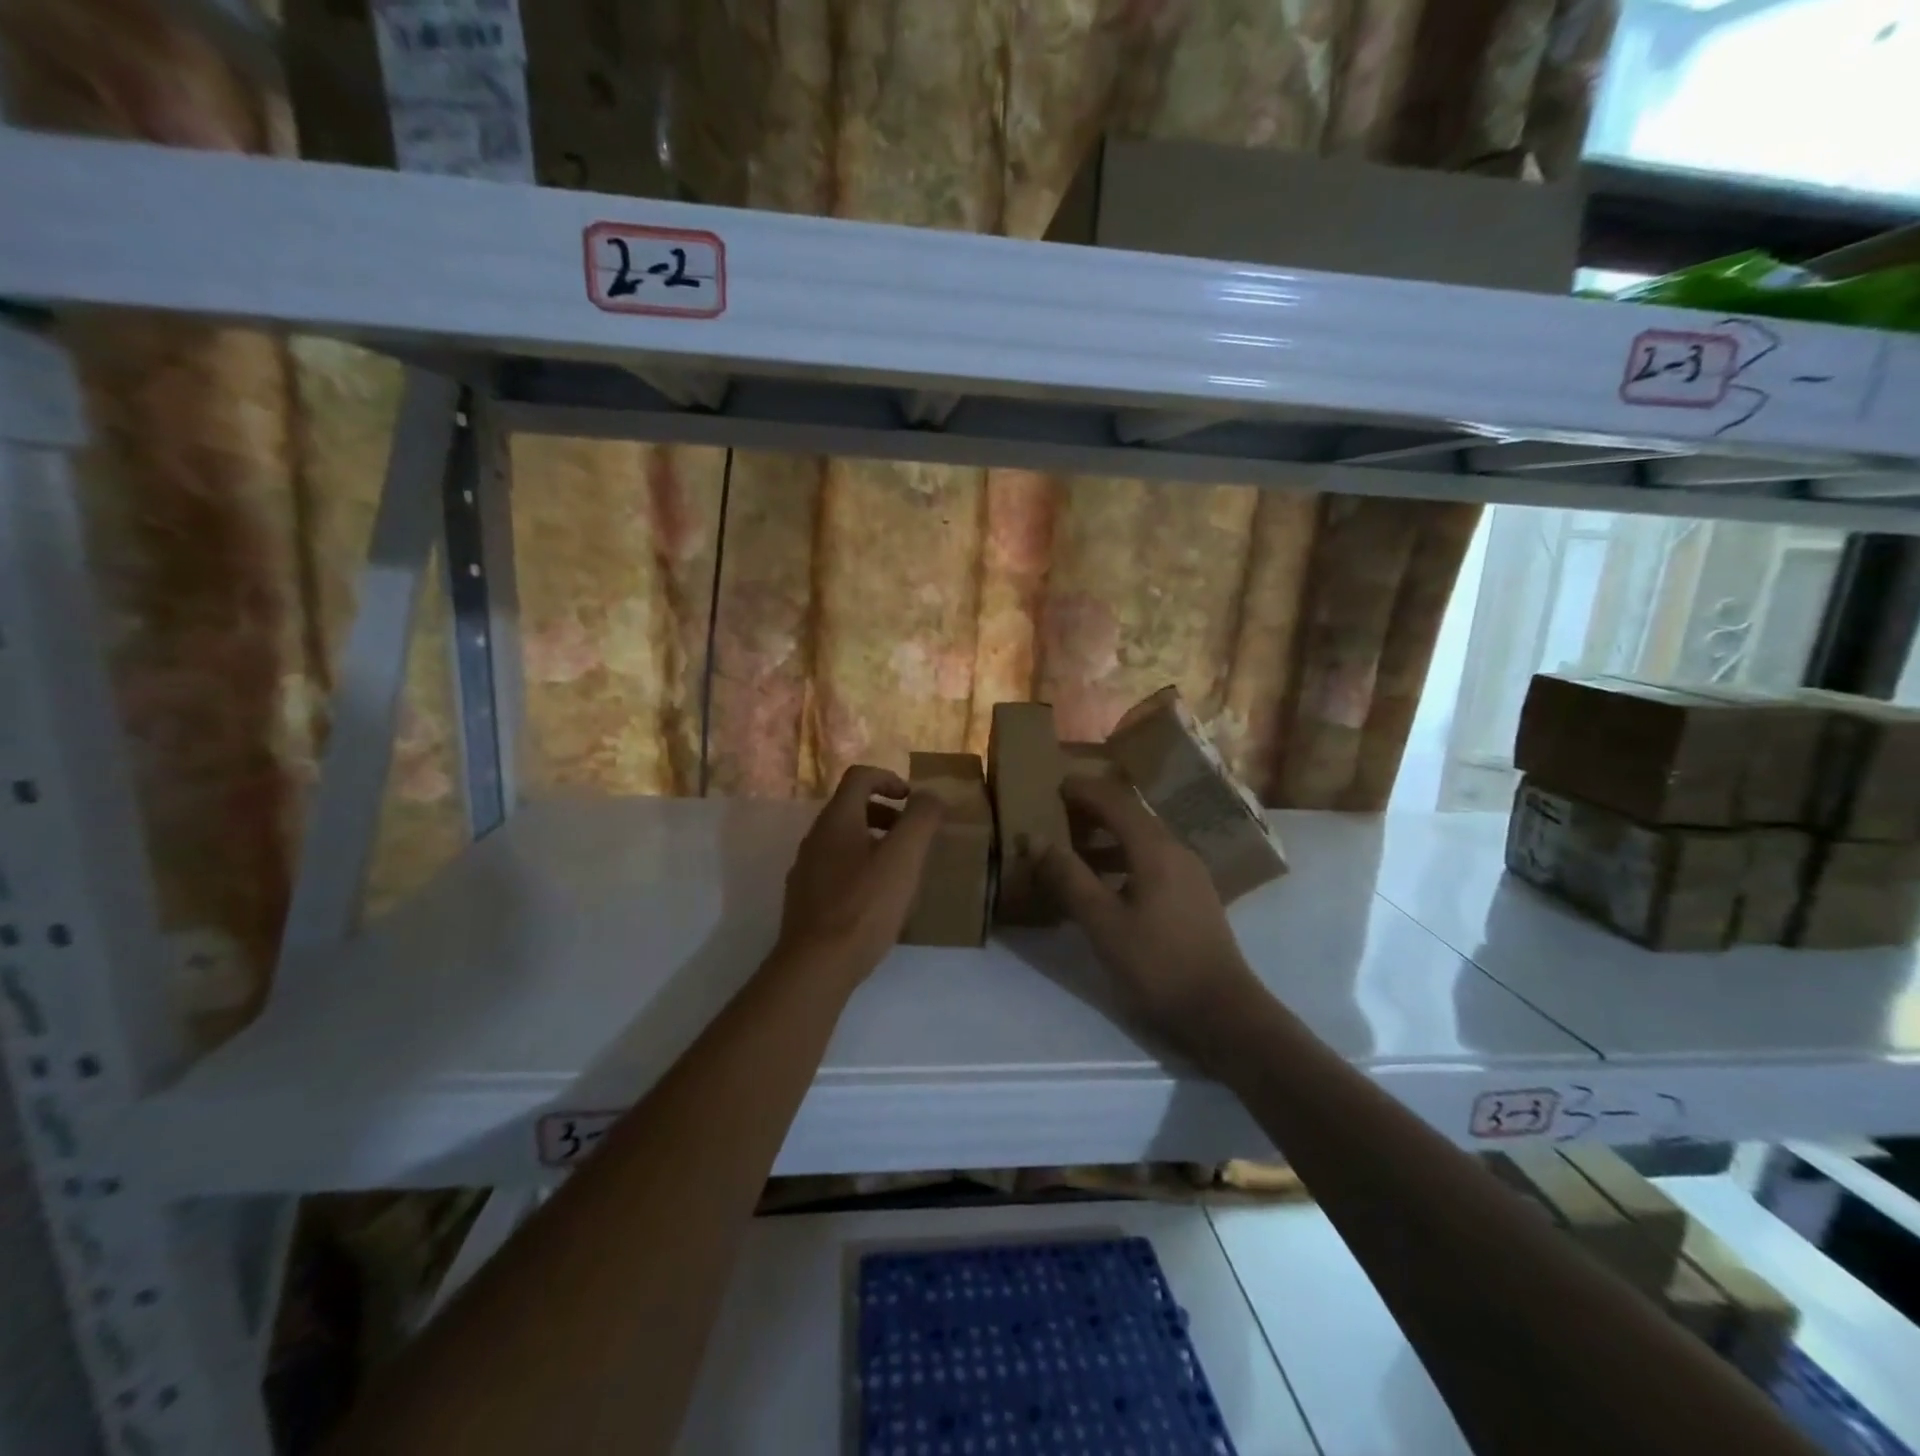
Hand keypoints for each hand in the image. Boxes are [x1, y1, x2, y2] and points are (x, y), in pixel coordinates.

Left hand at [777, 765, 942, 978]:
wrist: (816, 966)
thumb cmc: (864, 906)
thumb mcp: (904, 858)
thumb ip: (921, 820)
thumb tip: (930, 796)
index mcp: (837, 820)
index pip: (860, 777)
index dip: (889, 779)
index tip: (913, 800)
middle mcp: (815, 837)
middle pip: (851, 808)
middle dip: (886, 814)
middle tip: (913, 837)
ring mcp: (806, 869)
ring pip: (843, 841)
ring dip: (874, 843)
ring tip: (900, 871)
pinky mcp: (805, 899)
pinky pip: (836, 869)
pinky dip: (860, 869)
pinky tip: (877, 901)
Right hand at [1034, 776, 1261, 1061]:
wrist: (1222, 1012)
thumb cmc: (1157, 964)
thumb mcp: (1102, 923)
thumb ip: (1068, 877)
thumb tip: (1036, 839)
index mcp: (1155, 849)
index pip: (1115, 801)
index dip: (1084, 790)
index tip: (1054, 785)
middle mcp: (1176, 850)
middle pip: (1132, 816)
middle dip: (1094, 810)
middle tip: (1058, 813)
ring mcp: (1190, 873)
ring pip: (1142, 840)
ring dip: (1107, 838)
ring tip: (1073, 849)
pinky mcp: (1193, 896)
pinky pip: (1152, 861)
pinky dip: (1123, 860)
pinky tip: (1104, 884)